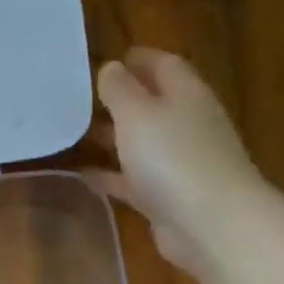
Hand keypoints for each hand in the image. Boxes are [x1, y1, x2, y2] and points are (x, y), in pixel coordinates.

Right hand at [86, 48, 263, 283]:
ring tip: (73, 136)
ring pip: (140, 144)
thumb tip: (111, 68)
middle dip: (119, 101)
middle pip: (151, 104)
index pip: (163, 65)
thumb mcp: (138, 114)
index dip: (137, 59)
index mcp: (185, 94)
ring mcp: (178, 164)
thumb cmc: (173, 158)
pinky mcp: (167, 198)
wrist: (210, 224)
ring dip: (111, 139)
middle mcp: (185, 124)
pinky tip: (83, 177)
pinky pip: (133, 180)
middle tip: (79, 101)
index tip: (106, 60)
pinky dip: (111, 176)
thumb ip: (120, 89)